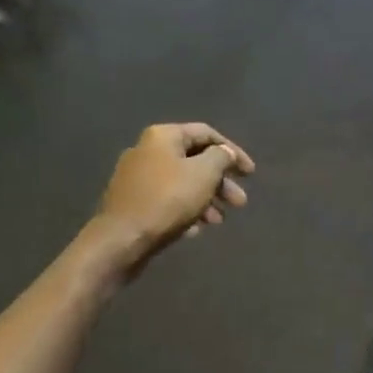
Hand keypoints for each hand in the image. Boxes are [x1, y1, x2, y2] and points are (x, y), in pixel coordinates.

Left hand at [96, 123, 254, 272]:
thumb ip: (220, 158)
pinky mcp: (132, 204)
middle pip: (193, 161)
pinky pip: (166, 202)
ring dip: (205, 199)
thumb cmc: (167, 200)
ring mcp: (136, 179)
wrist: (121, 239)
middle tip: (240, 203)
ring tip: (219, 221)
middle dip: (220, 182)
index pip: (206, 134)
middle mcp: (147, 151)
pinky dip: (185, 212)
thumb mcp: (203, 174)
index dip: (233, 151)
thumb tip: (224, 153)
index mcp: (162, 137)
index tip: (250, 174)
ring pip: (181, 184)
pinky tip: (195, 230)